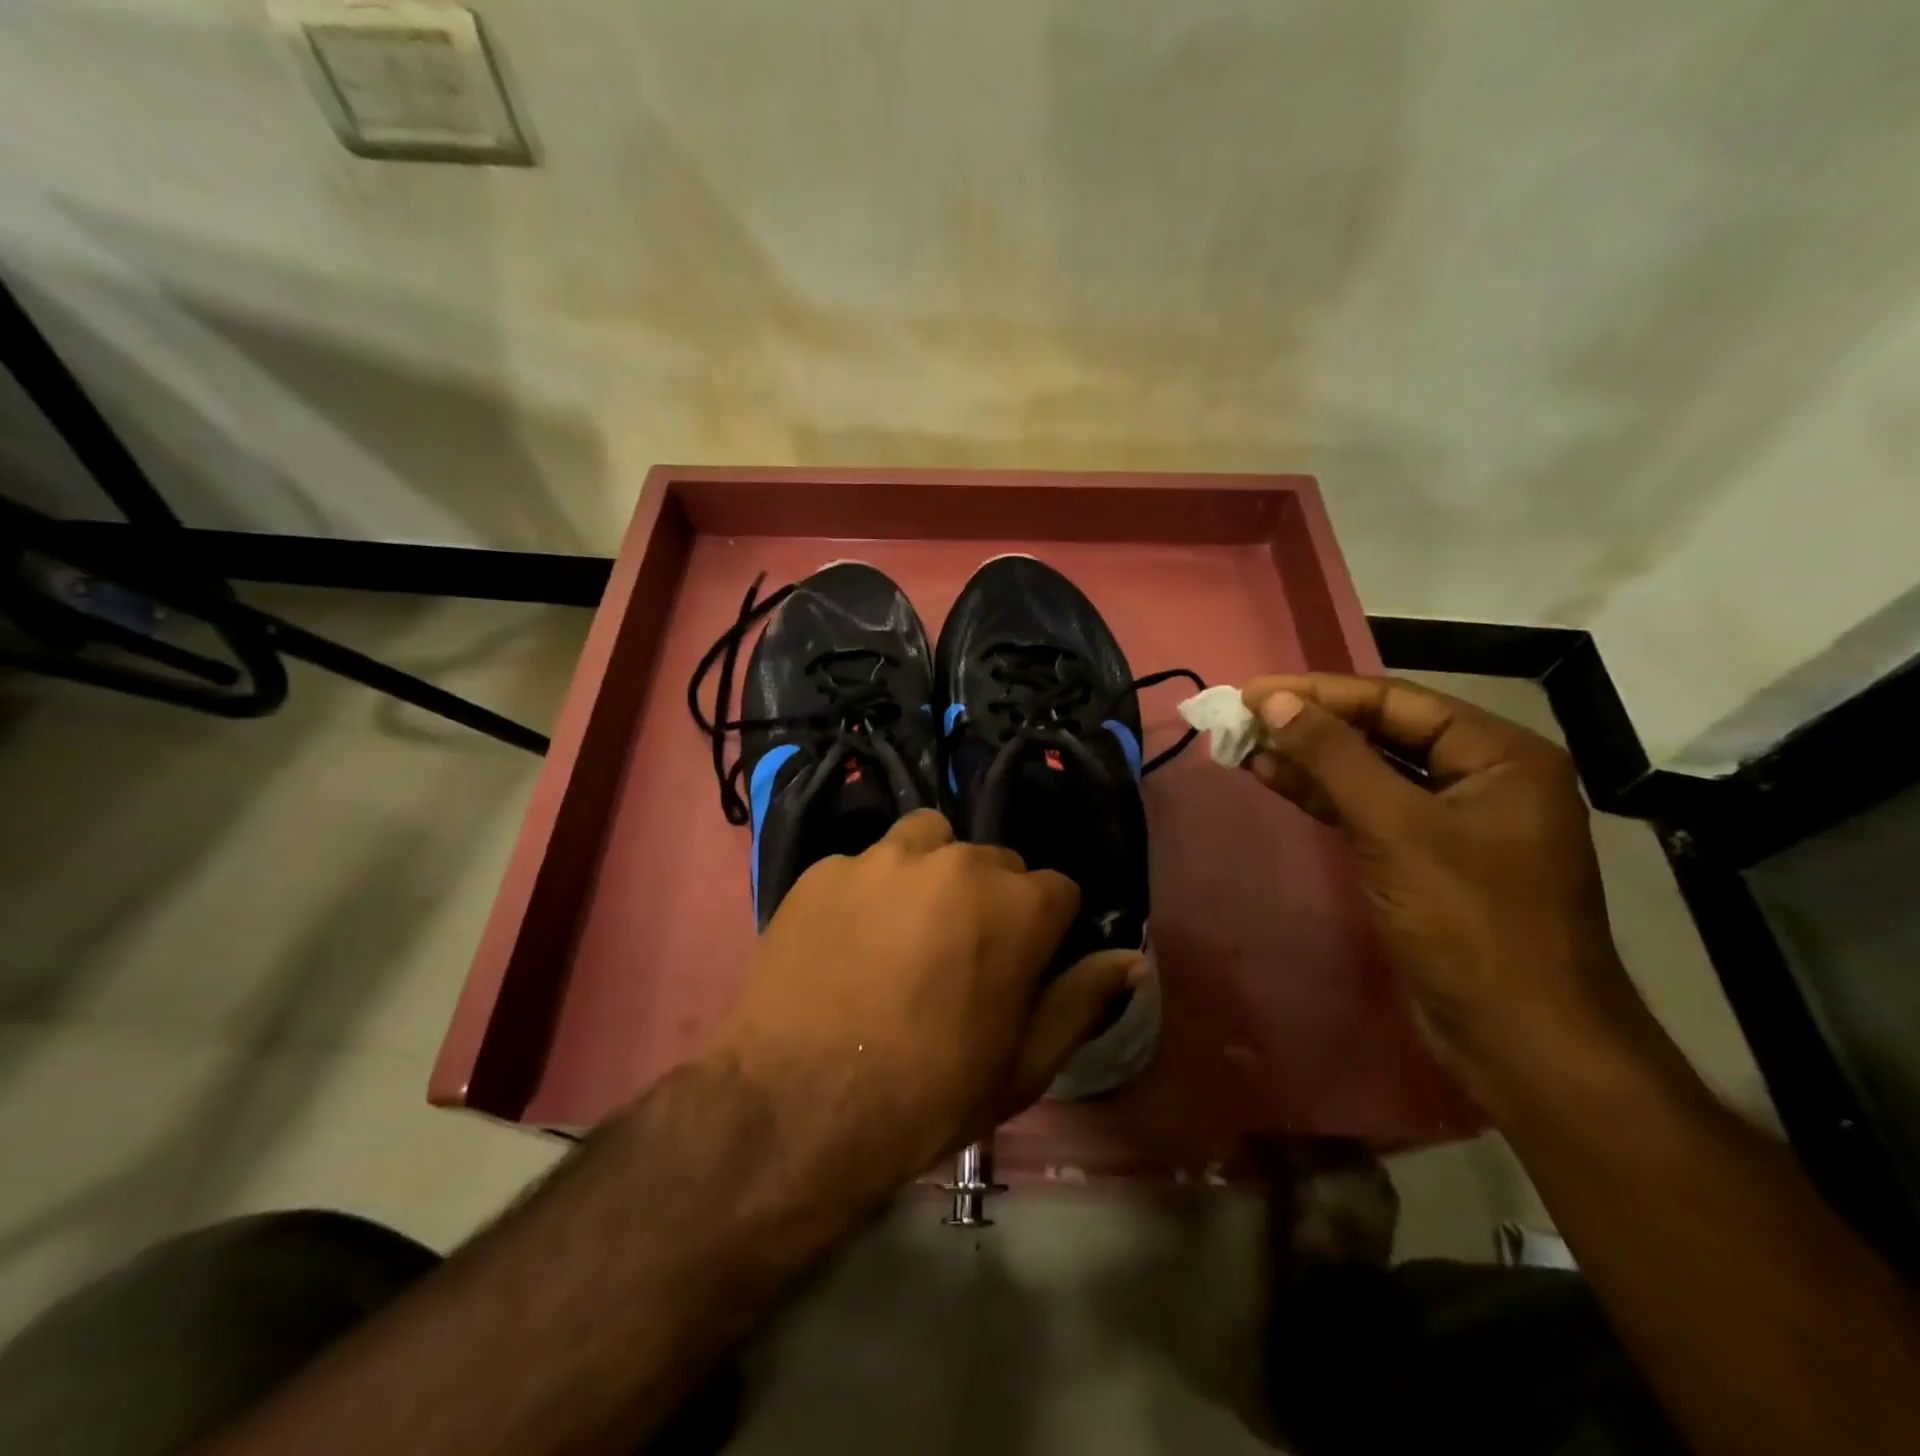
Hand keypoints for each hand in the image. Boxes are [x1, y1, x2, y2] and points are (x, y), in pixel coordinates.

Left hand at [710, 810, 1145, 1198]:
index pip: (1058, 891)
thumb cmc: (928, 1095)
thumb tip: (1132, 959)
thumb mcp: (1023, 1065)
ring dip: (932, 875)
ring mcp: (883, 857)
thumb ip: (1082, 999)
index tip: (1022, 968)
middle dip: (991, 901)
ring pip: (930, 841)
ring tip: (907, 929)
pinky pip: (865, 865)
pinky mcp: (825, 867)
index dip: (1045, 932)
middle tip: (958, 957)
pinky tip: (846, 942)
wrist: (796, 1109)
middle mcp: (956, 861)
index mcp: (1016, 904)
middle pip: (995, 864)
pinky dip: (869, 892)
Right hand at [1240, 674, 1657, 1101]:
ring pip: (1368, 773)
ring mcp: (1451, 822)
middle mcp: (1481, 778)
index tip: (1252, 692)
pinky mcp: (1423, 859)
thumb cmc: (1470, 922)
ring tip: (1243, 745)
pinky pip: (1366, 810)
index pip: (1395, 702)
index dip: (1319, 693)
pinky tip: (1274, 779)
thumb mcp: (1396, 828)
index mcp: (1500, 755)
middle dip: (1310, 724)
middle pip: (1382, 733)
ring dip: (1308, 759)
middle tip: (1241, 717)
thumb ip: (1333, 757)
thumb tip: (1272, 702)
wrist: (1520, 1040)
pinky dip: (1321, 795)